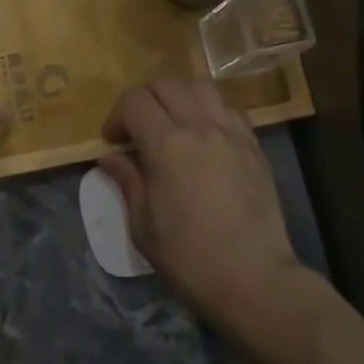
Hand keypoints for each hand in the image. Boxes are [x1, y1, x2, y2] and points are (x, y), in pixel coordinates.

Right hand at [100, 77, 303, 332]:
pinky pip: (229, 108)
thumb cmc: (189, 259)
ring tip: (172, 123)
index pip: (134, 101)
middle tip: (137, 129)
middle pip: (166, 83)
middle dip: (144, 99)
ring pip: (200, 86)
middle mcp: (200, 127)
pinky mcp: (254, 145)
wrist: (253, 280)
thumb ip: (127, 181)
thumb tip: (109, 157)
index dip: (117, 116)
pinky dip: (210, 110)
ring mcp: (232, 133)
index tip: (114, 142)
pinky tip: (204, 137)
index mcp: (166, 145)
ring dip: (178, 96)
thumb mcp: (143, 226)